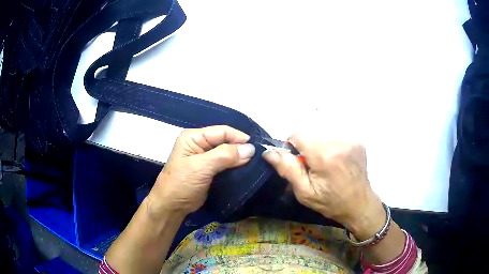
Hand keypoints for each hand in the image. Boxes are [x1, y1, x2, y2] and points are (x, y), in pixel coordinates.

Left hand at [147, 126, 254, 216]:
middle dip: (241, 149)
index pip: (222, 131)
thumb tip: (250, 149)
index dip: (239, 138)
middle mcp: (201, 144)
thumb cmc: (181, 183)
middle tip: (257, 158)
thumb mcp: (201, 167)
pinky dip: (237, 167)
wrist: (172, 206)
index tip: (255, 148)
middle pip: (226, 141)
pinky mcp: (211, 171)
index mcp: (194, 137)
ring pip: (228, 153)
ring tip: (255, 164)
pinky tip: (247, 171)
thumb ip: (224, 156)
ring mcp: (206, 158)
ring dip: (240, 159)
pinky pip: (227, 165)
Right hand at [262, 133, 385, 238]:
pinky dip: (331, 148)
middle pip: (311, 135)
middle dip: (307, 148)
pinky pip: (335, 138)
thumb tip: (269, 153)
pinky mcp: (357, 142)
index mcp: (324, 156)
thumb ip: (288, 169)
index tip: (298, 162)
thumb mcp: (305, 192)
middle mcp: (339, 143)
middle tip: (314, 168)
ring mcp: (350, 141)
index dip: (293, 146)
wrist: (360, 204)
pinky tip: (337, 163)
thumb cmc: (331, 202)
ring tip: (327, 166)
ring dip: (320, 148)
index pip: (299, 134)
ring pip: (323, 136)